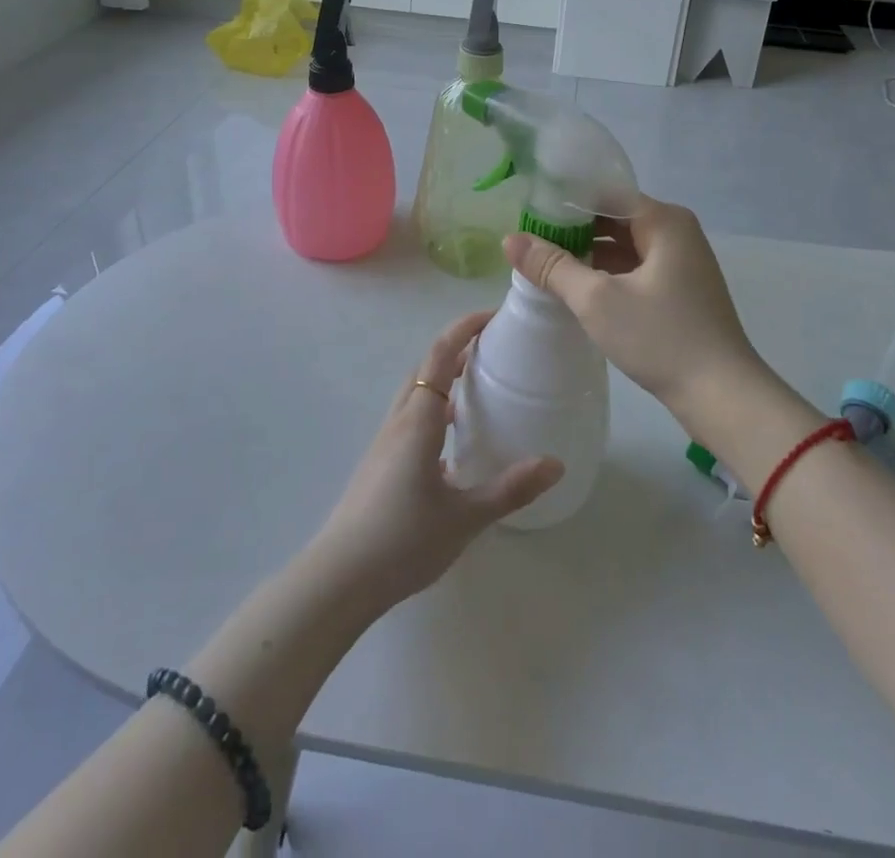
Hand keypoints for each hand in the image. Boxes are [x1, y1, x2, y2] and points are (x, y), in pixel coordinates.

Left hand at [307, 312, 562, 614]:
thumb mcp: (465, 517)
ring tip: (477, 388)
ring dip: (443, 379)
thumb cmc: (402, 541)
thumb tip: (555, 464)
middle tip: (492, 349)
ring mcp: (384, 442)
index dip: (463, 329)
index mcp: (418, 421)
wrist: (339, 578)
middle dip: (456, 349)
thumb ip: (510, 489)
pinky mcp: (380, 463)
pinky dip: (433, 410)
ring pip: (415, 393)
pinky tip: (452, 442)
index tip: (491, 317)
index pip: (439, 356)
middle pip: (425, 368)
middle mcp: (399, 421)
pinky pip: (410, 418)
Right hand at [504, 196, 770, 421]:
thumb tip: (510, 239)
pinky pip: (636, 268)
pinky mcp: (681, 290)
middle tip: (529, 241)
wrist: (723, 395)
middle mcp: (676, 232)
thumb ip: (552, 266)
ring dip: (589, 254)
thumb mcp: (597, 300)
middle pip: (615, 217)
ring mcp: (682, 262)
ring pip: (625, 245)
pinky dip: (608, 273)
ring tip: (544, 264)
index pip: (604, 194)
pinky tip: (577, 288)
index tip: (527, 214)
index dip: (564, 202)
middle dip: (573, 229)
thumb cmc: (661, 338)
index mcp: (663, 220)